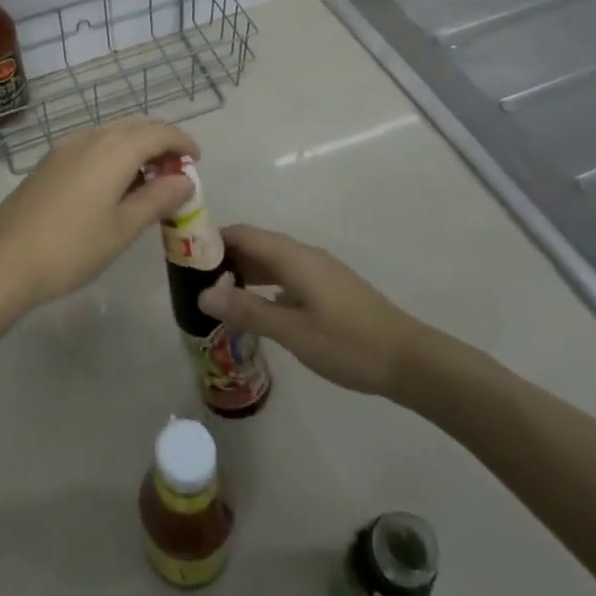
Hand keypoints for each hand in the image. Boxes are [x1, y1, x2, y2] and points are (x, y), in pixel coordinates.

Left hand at [0, 119, 198, 309]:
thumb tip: (185, 180)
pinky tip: (112, 186)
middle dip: (160, 143)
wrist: (3, 261)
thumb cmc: (72, 247)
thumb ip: (158, 199)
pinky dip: (112, 155)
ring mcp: (64, 148)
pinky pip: (91, 146)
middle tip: (176, 174)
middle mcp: (89, 138)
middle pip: (134, 127)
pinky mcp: (48, 163)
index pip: (158, 132)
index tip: (197, 161)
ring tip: (147, 182)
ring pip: (111, 134)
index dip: (182, 142)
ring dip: (135, 148)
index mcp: (113, 149)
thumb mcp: (123, 228)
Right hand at [197, 225, 446, 402]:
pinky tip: (256, 308)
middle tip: (194, 281)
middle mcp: (304, 255)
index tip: (184, 256)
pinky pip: (286, 275)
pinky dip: (264, 283)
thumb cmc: (348, 344)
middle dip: (224, 257)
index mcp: (293, 257)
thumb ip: (247, 310)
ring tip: (217, 295)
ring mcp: (319, 271)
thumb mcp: (292, 331)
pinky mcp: (329, 288)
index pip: (243, 233)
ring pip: (271, 260)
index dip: (212, 239)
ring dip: (244, 271)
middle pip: (255, 244)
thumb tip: (203, 293)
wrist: (410, 361)